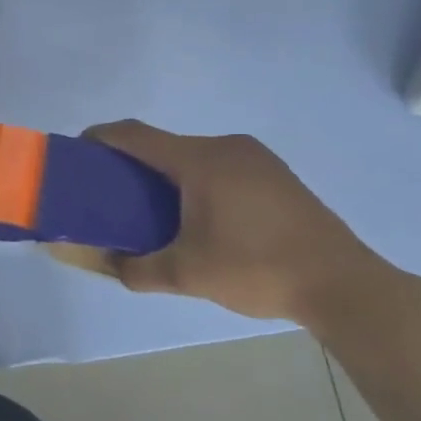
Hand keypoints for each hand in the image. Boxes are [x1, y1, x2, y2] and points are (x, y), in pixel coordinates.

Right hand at [83, 121, 400, 324]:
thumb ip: (133, 268)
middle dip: (130, 163)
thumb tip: (100, 262)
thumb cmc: (257, 269)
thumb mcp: (185, 275)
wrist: (344, 285)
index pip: (134, 135)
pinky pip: (218, 166)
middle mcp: (226, 147)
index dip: (100, 138)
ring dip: (164, 174)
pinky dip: (194, 181)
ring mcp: (256, 158)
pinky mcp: (275, 175)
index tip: (76, 153)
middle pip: (163, 144)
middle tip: (109, 194)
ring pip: (192, 156)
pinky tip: (195, 216)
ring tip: (149, 209)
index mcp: (200, 160)